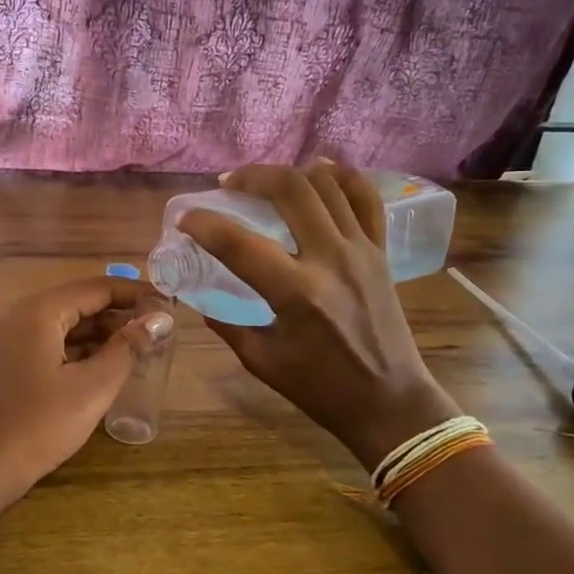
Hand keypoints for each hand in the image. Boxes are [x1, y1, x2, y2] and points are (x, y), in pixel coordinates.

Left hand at [0, 276, 174, 501]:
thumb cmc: (38, 425)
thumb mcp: (91, 388)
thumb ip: (127, 349)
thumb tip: (158, 319)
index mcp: (41, 312)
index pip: (97, 287)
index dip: (135, 293)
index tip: (169, 304)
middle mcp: (23, 318)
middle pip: (80, 303)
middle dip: (120, 314)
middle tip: (159, 330)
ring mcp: (12, 342)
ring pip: (66, 326)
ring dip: (102, 334)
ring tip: (141, 349)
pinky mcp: (10, 366)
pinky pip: (53, 346)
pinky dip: (81, 351)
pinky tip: (106, 368)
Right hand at [179, 162, 457, 470]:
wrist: (389, 401)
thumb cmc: (321, 388)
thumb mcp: (261, 360)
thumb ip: (227, 324)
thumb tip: (201, 298)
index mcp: (297, 293)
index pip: (239, 242)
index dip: (204, 224)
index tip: (185, 219)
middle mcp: (331, 259)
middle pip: (290, 190)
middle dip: (251, 177)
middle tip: (228, 184)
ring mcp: (361, 250)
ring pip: (327, 185)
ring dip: (290, 172)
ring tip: (265, 180)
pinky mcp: (380, 252)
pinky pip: (366, 199)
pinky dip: (342, 177)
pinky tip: (319, 172)